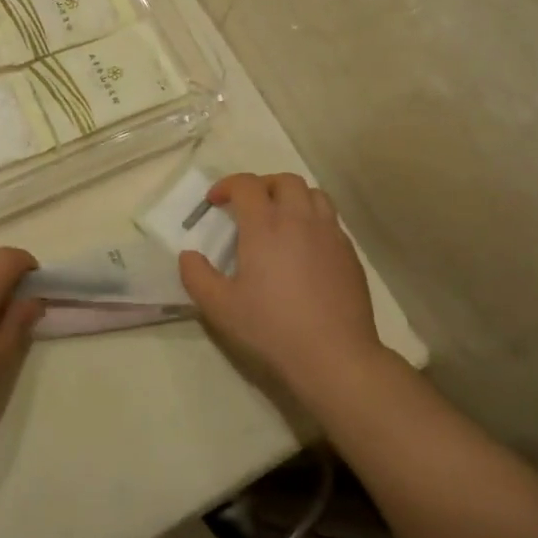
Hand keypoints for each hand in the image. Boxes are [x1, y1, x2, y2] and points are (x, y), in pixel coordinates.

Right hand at [178, 173, 383, 406]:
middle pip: (284, 180)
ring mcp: (329, 234)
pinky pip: (331, 221)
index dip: (226, 185)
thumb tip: (188, 256)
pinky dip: (314, 220)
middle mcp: (299, 219)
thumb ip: (196, 276)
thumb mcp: (220, 307)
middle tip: (248, 206)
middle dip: (262, 185)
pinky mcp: (350, 254)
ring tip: (281, 219)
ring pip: (313, 194)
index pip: (246, 184)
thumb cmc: (272, 328)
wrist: (335, 356)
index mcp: (265, 225)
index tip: (214, 202)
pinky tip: (306, 248)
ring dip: (292, 197)